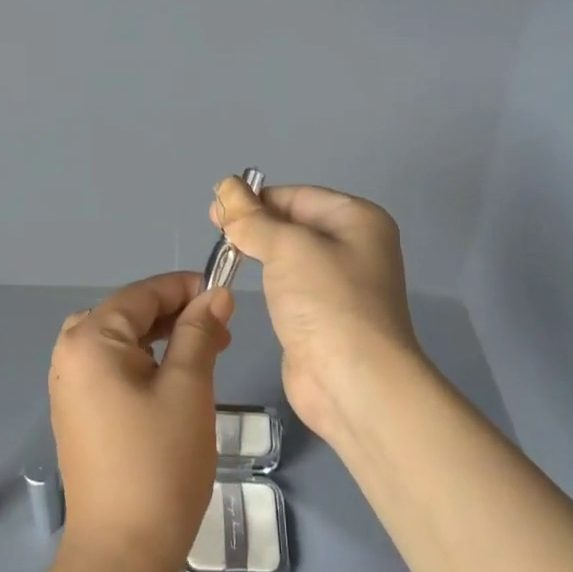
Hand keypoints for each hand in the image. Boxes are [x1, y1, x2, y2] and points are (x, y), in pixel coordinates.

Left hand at [49, 273, 233, 571]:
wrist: (121, 555)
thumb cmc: (159, 463)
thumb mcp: (188, 387)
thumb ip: (199, 332)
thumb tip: (216, 294)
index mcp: (90, 339)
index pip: (142, 294)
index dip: (186, 289)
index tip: (226, 298)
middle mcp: (70, 353)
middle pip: (129, 314)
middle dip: (177, 316)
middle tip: (221, 334)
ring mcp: (69, 385)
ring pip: (122, 341)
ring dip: (163, 339)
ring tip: (205, 354)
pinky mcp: (77, 412)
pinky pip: (112, 368)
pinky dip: (145, 363)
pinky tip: (175, 379)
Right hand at [210, 179, 424, 445]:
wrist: (354, 384)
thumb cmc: (327, 302)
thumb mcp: (287, 247)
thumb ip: (252, 218)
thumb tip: (226, 187)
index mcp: (358, 219)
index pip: (297, 196)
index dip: (256, 198)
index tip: (216, 209)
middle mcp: (354, 247)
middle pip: (294, 223)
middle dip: (255, 223)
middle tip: (214, 228)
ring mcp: (339, 285)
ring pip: (289, 256)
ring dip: (258, 251)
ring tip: (222, 253)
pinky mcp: (322, 317)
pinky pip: (288, 286)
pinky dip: (266, 281)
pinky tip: (241, 281)